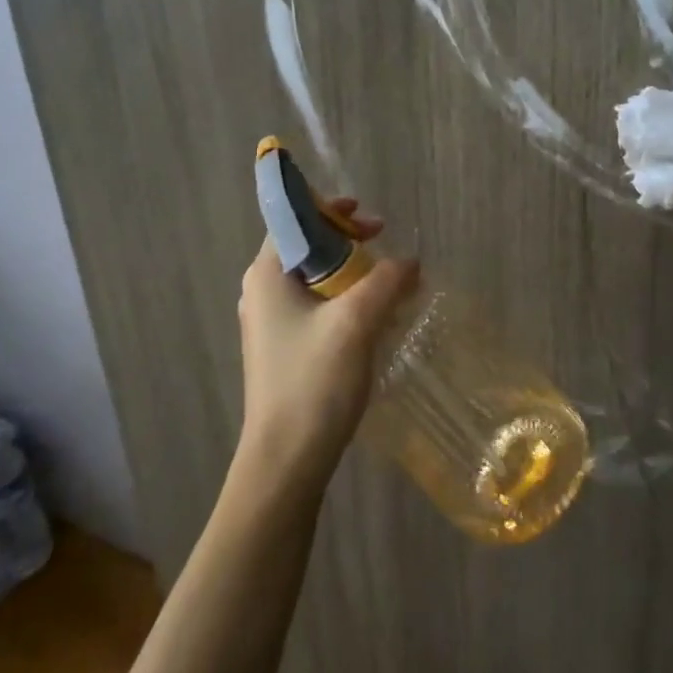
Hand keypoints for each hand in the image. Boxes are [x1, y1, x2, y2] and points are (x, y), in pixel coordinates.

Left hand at [236, 199, 418, 485]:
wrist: (286, 461)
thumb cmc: (313, 381)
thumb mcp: (356, 322)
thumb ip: (386, 281)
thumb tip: (410, 262)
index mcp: (267, 273)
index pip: (294, 218)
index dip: (332, 210)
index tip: (370, 221)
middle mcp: (262, 291)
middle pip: (307, 246)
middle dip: (348, 241)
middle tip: (383, 247)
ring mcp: (270, 323)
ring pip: (315, 278)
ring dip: (351, 273)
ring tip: (387, 283)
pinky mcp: (284, 348)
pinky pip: (316, 307)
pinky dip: (345, 300)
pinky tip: (373, 317)